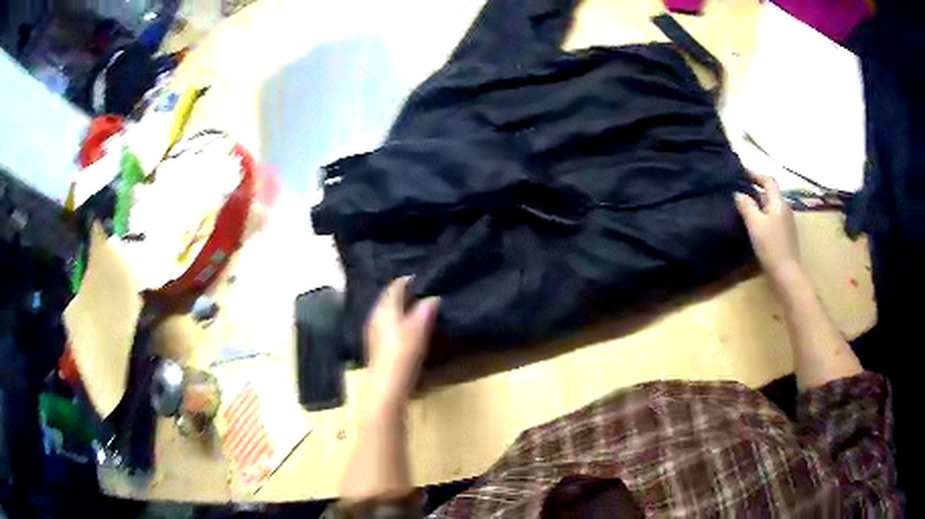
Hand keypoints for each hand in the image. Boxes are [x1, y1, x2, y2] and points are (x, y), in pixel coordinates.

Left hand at [364, 277, 438, 406]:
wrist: (387, 386)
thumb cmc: (402, 354)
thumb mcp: (418, 330)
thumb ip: (424, 312)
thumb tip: (432, 298)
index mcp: (384, 309)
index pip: (394, 287)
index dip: (406, 281)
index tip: (421, 279)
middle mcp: (375, 317)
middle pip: (388, 299)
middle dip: (402, 295)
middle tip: (421, 292)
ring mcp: (374, 332)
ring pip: (387, 313)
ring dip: (400, 309)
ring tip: (416, 309)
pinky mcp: (377, 346)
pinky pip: (387, 325)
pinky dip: (397, 322)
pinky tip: (406, 329)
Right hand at [734, 172, 801, 283]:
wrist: (786, 273)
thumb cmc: (771, 246)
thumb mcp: (755, 224)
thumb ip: (746, 206)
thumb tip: (738, 193)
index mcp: (778, 202)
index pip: (768, 180)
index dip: (755, 174)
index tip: (741, 172)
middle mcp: (784, 208)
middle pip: (770, 193)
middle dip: (756, 189)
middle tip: (739, 190)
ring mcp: (787, 222)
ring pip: (771, 206)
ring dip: (759, 203)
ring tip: (745, 206)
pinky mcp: (786, 235)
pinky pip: (773, 218)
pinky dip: (763, 215)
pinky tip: (755, 224)